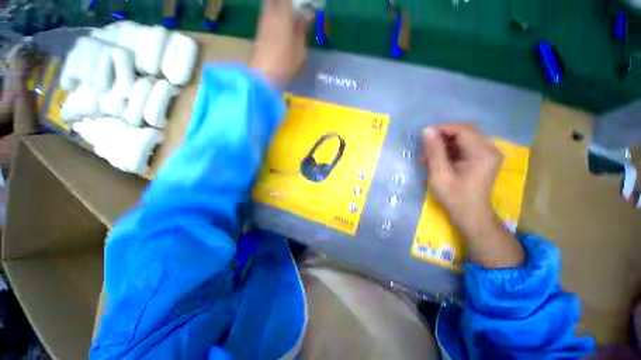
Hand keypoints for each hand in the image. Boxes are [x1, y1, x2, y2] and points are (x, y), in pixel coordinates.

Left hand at [249, 0, 310, 86]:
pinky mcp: (259, 31)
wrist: (263, 76)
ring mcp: (262, 21)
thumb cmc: (285, 63)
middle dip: (286, 3)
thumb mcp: (300, 48)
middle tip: (295, 10)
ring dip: (280, 8)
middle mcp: (270, 12)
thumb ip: (302, 29)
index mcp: (283, 13)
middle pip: (275, 0)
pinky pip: (267, 15)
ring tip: (291, 19)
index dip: (297, 2)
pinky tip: (283, 27)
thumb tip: (307, 14)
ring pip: (270, 5)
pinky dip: (275, 16)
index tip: (306, 6)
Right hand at [422, 124, 523, 267]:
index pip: (461, 130)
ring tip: (429, 157)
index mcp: (482, 152)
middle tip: (426, 150)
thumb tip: (427, 130)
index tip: (424, 138)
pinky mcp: (484, 158)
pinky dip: (450, 150)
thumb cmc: (454, 196)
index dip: (441, 130)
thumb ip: (434, 151)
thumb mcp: (439, 174)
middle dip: (442, 138)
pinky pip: (465, 147)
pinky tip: (438, 160)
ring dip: (444, 145)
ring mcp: (488, 153)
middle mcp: (490, 149)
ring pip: (463, 139)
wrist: (470, 214)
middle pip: (463, 132)